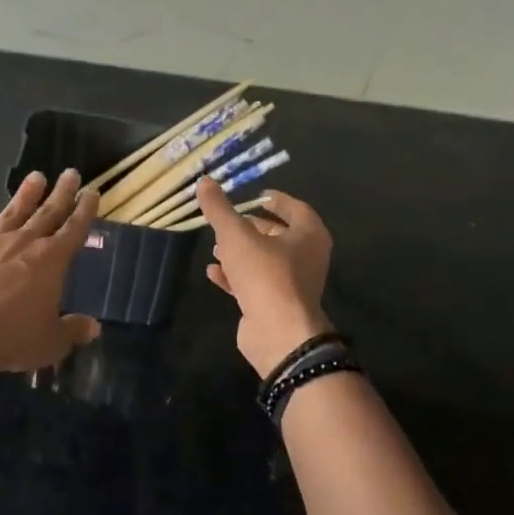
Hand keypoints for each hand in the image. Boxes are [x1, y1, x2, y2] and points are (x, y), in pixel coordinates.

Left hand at [0, 169, 102, 377]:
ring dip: (25, 195)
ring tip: (35, 177)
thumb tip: (93, 327)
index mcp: (52, 260)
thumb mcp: (51, 341)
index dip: (85, 210)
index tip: (91, 191)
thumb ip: (72, 330)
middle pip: (47, 212)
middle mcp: (23, 243)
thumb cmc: (13, 337)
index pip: (74, 228)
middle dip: (61, 193)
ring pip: (11, 213)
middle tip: (70, 172)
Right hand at [195, 179, 333, 378]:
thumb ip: (219, 209)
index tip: (256, 194)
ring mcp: (292, 284)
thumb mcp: (237, 236)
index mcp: (309, 235)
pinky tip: (213, 272)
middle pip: (278, 235)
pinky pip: (255, 284)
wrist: (278, 333)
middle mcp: (306, 258)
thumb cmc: (266, 275)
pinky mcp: (276, 305)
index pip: (296, 208)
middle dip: (251, 228)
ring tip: (215, 247)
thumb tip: (204, 181)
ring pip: (264, 261)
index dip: (276, 200)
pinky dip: (235, 277)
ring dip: (240, 253)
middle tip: (228, 221)